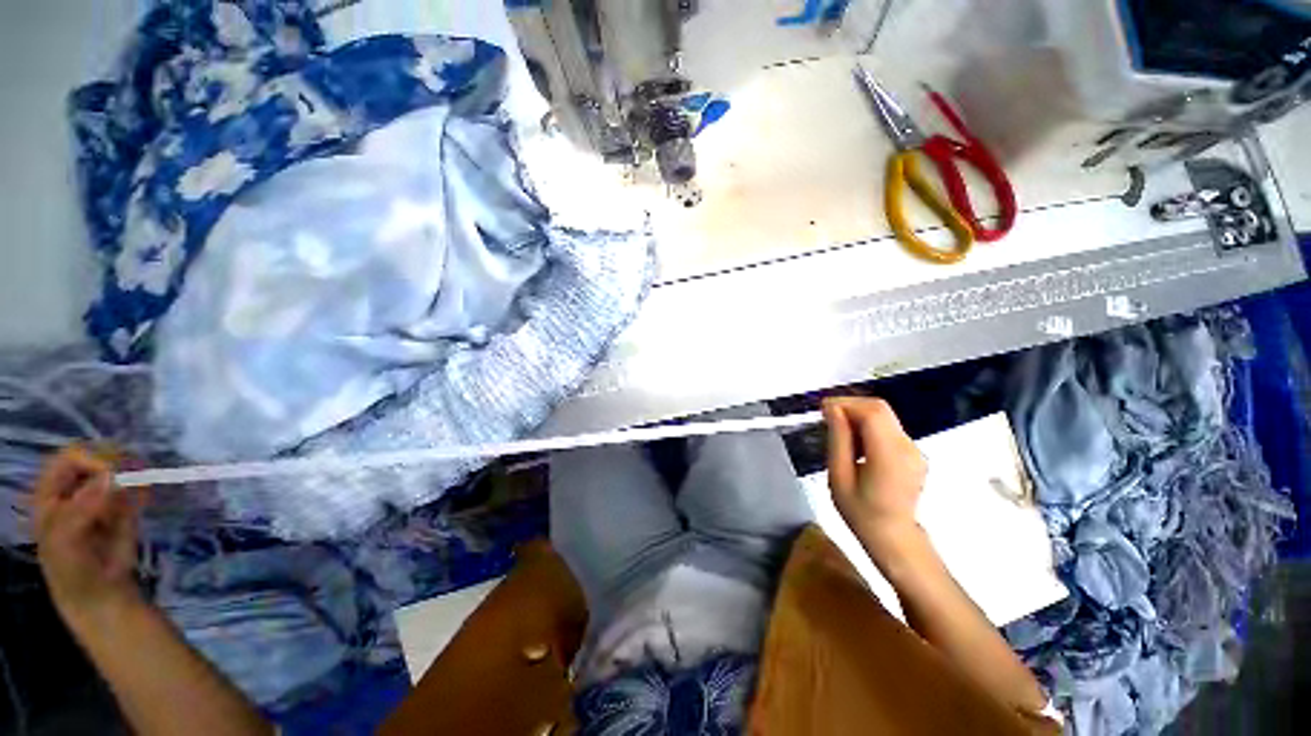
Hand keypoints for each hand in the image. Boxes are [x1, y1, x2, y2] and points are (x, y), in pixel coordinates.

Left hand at [34, 445, 144, 627]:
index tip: (116, 472)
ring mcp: (101, 495)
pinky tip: (147, 495)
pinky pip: (134, 484)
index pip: (69, 458)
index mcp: (51, 491)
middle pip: (95, 456)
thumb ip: (84, 507)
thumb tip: (114, 476)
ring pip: (118, 466)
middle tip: (137, 469)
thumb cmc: (72, 567)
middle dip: (117, 459)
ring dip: (133, 469)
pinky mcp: (123, 504)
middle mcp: (74, 487)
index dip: (92, 458)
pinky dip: (143, 484)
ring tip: (145, 482)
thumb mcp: (68, 540)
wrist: (99, 592)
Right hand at [822, 397, 926, 545]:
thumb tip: (832, 409)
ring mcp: (914, 449)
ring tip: (839, 434)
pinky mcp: (912, 452)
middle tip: (827, 418)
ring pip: (884, 416)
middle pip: (880, 408)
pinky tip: (855, 445)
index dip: (845, 403)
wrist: (893, 537)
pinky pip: (888, 428)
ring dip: (858, 416)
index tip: (823, 409)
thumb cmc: (861, 512)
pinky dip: (868, 427)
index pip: (872, 412)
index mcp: (890, 456)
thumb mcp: (839, 477)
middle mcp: (908, 448)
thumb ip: (838, 440)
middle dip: (850, 406)